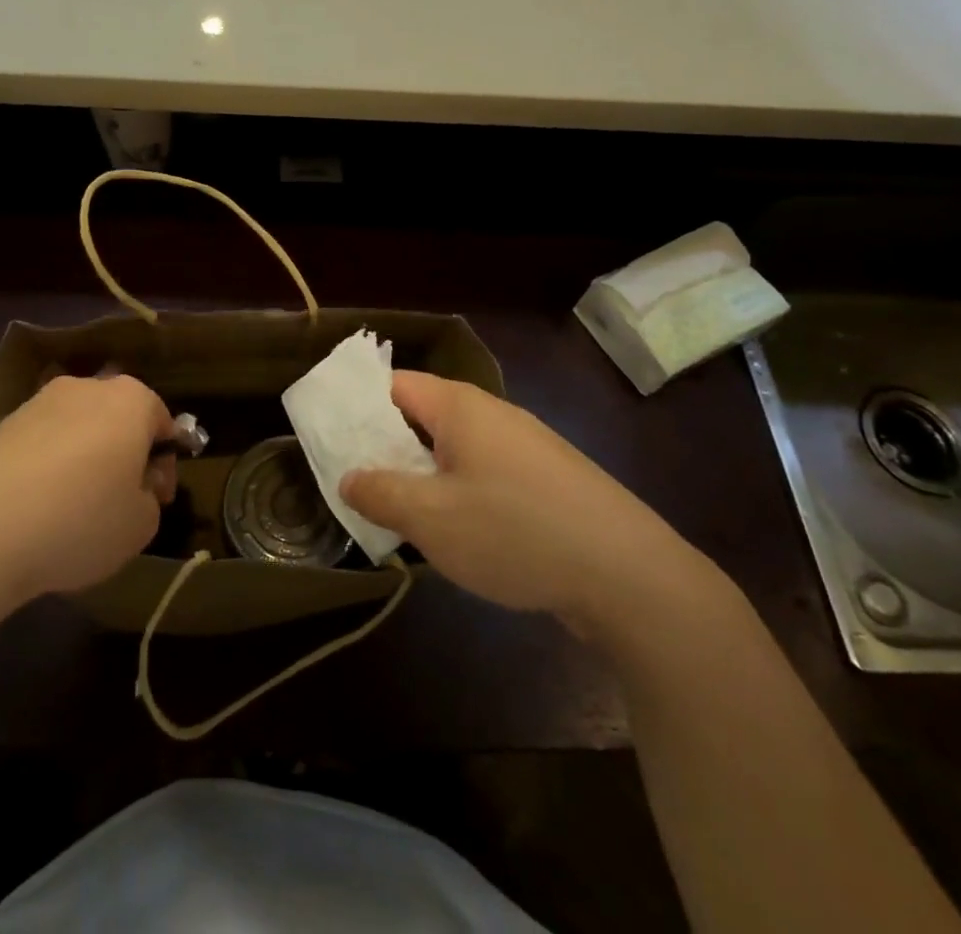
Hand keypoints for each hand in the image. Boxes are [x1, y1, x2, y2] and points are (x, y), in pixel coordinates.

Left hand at [0, 374, 176, 608]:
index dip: (164, 464)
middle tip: (117, 503)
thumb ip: (150, 498)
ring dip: (82, 461)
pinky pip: (40, 445)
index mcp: (132, 399)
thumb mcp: (141, 525)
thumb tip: (134, 486)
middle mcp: (87, 387)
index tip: (155, 500)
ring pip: (77, 430)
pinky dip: (45, 469)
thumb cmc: (81, 519)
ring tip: (70, 512)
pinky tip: (35, 510)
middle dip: (123, 455)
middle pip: (118, 419)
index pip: (163, 422)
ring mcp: (39, 402)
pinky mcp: (0, 424)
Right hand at [340, 372, 723, 638]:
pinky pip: (486, 474)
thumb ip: (380, 494)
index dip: (358, 405)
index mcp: (461, 407)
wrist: (630, 577)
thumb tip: (349, 478)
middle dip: (386, 445)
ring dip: (422, 474)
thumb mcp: (432, 519)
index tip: (329, 434)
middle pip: (423, 415)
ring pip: (455, 449)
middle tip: (353, 480)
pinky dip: (458, 492)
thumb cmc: (516, 533)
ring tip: (396, 512)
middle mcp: (493, 414)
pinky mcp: (548, 482)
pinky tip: (455, 534)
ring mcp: (525, 447)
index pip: (394, 384)